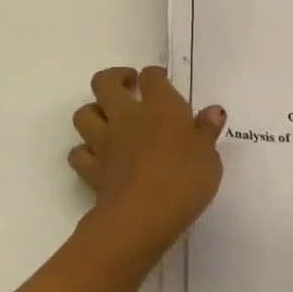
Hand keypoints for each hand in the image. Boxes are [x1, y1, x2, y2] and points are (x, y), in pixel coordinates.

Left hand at [69, 67, 225, 262]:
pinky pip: (78, 153)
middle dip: (114, 78)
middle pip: (105, 82)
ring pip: (84, 113)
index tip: (162, 81)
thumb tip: (214, 112)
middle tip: (128, 86)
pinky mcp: (91, 170)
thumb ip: (207, 132)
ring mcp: (104, 142)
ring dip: (94, 112)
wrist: (142, 216)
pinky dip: (84, 151)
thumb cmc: (184, 180)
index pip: (151, 77)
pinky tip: (97, 157)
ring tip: (108, 119)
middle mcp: (127, 116)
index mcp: (160, 106)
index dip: (154, 76)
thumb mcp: (209, 157)